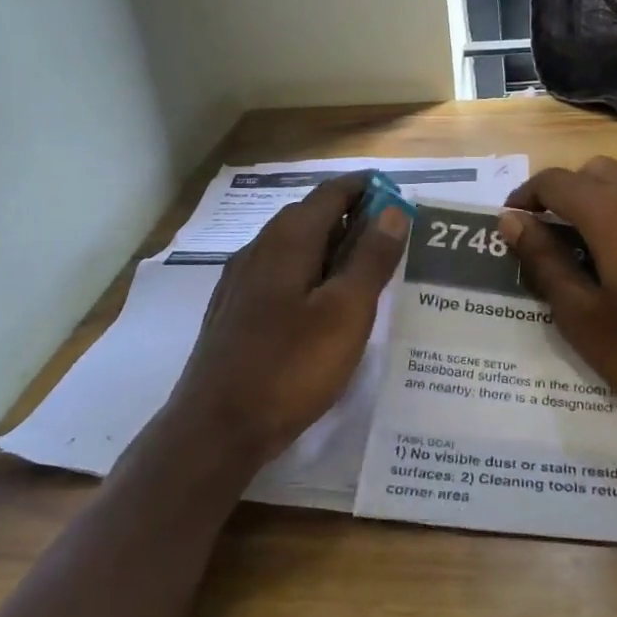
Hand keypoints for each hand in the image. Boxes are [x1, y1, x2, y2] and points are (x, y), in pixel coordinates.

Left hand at [165, 173, 410, 467]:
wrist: (215, 428)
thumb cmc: (290, 366)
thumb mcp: (346, 312)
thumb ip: (371, 257)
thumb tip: (394, 210)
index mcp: (288, 238)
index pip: (333, 192)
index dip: (368, 188)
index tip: (402, 198)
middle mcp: (260, 247)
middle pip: (312, 215)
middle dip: (354, 217)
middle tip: (394, 240)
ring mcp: (241, 278)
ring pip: (295, 246)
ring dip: (332, 247)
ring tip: (367, 272)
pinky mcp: (235, 309)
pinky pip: (281, 273)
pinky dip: (311, 273)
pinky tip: (325, 306)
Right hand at [496, 158, 616, 437]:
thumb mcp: (582, 317)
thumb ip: (544, 261)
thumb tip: (511, 220)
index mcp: (611, 214)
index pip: (555, 181)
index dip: (527, 195)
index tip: (513, 222)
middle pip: (594, 170)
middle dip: (565, 192)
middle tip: (552, 235)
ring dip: (606, 190)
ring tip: (597, 231)